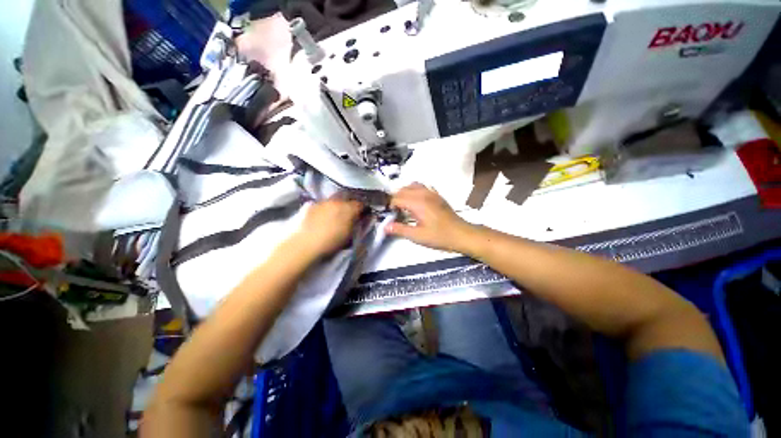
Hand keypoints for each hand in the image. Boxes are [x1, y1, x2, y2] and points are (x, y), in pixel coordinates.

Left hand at [293, 196, 363, 257]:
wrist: (306, 244)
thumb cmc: (332, 242)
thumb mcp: (350, 235)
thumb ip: (356, 223)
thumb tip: (360, 218)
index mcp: (349, 208)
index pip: (361, 204)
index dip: (364, 209)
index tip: (364, 214)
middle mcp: (337, 201)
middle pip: (348, 197)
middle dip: (351, 203)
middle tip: (352, 211)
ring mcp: (324, 201)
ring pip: (336, 198)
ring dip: (339, 203)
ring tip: (338, 212)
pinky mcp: (313, 205)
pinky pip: (324, 203)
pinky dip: (328, 207)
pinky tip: (325, 214)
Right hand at [386, 183, 472, 252]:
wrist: (461, 234)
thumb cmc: (439, 236)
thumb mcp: (417, 236)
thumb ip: (400, 229)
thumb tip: (385, 227)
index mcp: (417, 203)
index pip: (397, 198)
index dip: (390, 206)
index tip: (389, 215)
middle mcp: (424, 194)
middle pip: (403, 189)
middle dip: (395, 198)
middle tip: (394, 211)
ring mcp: (432, 193)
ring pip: (412, 185)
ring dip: (405, 193)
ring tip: (403, 205)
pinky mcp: (437, 195)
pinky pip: (422, 186)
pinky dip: (415, 190)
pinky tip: (416, 201)